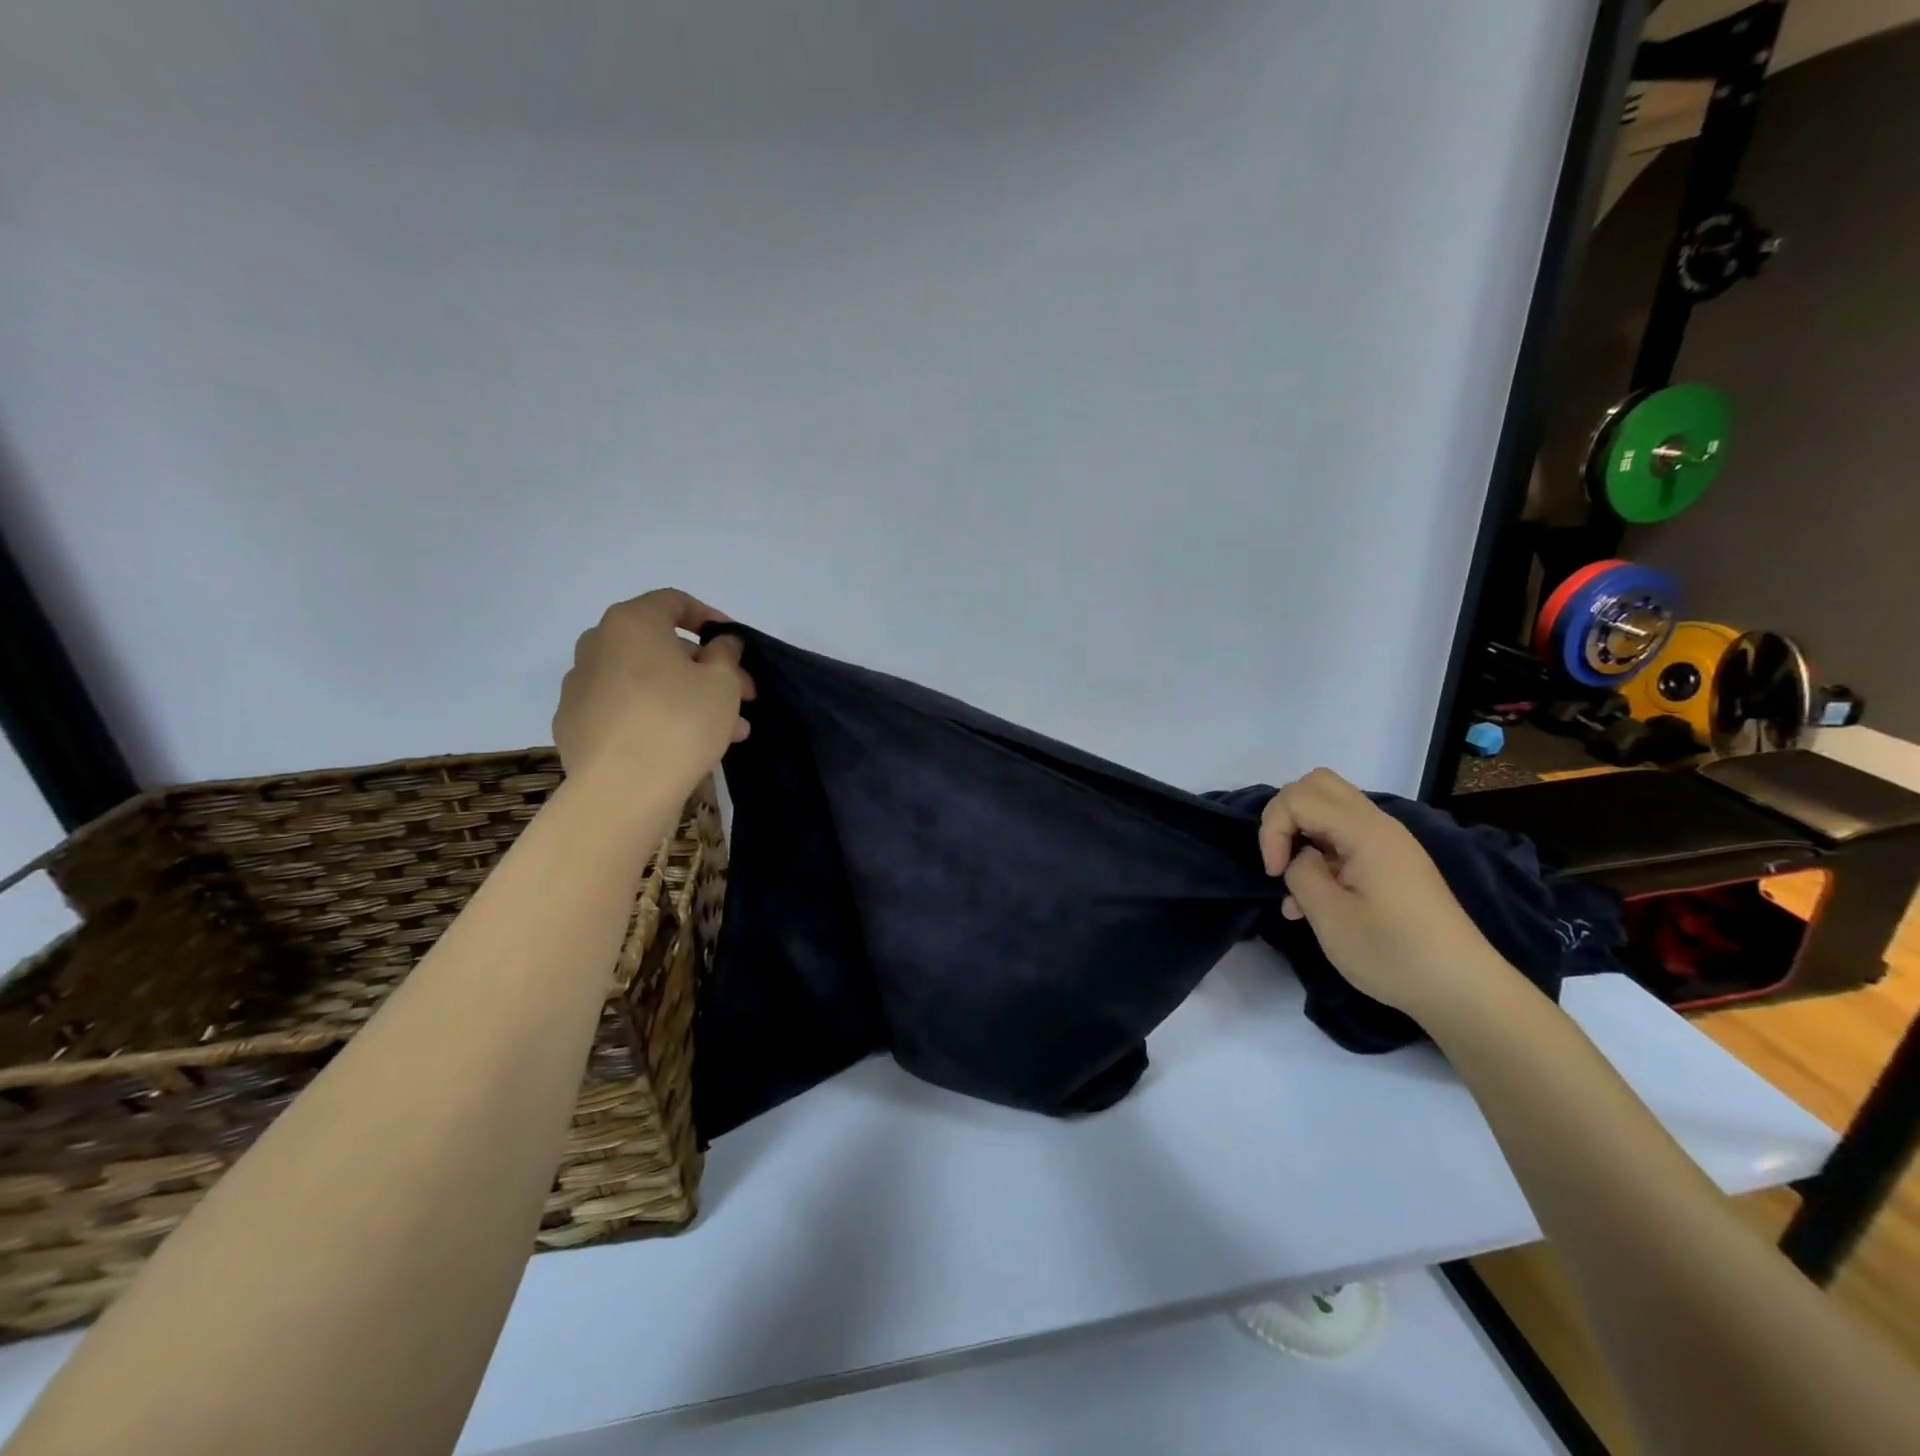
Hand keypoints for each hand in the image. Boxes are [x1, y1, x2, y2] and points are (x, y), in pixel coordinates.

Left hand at [553, 590, 754, 794]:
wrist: (621, 790)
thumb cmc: (679, 722)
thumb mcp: (722, 683)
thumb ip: (726, 653)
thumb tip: (719, 643)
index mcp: (631, 623)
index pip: (674, 602)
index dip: (711, 618)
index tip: (735, 644)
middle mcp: (597, 645)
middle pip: (660, 646)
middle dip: (706, 668)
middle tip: (741, 695)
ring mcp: (579, 686)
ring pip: (646, 681)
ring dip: (686, 696)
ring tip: (726, 730)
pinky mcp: (574, 724)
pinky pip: (624, 709)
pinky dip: (654, 716)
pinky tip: (681, 745)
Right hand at [1257, 768, 1507, 1023]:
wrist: (1462, 991)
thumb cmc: (1393, 953)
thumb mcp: (1330, 916)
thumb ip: (1302, 873)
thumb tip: (1302, 859)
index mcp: (1366, 832)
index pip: (1299, 797)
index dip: (1272, 829)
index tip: (1274, 873)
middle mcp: (1379, 826)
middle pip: (1317, 785)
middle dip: (1284, 816)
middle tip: (1279, 860)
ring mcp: (1389, 843)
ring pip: (1329, 808)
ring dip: (1301, 836)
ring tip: (1295, 888)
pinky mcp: (1392, 864)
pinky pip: (1343, 837)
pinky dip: (1319, 853)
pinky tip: (1314, 901)